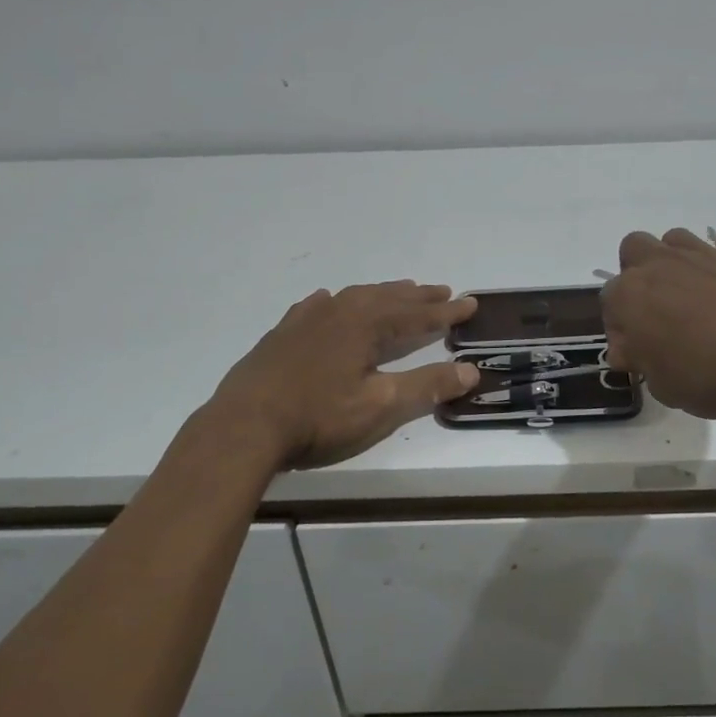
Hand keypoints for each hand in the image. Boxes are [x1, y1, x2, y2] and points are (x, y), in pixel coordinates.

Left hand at [208, 282, 479, 468]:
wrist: (245, 424)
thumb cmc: (318, 417)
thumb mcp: (380, 406)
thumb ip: (426, 386)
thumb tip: (471, 370)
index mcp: (365, 325)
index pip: (416, 315)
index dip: (446, 312)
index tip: (470, 303)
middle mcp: (338, 312)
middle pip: (387, 298)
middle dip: (417, 297)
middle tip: (442, 292)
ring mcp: (306, 320)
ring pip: (353, 297)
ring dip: (381, 294)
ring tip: (399, 292)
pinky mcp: (282, 334)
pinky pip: (316, 306)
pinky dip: (336, 302)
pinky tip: (330, 301)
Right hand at [602, 229, 715, 419]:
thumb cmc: (710, 371)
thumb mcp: (665, 387)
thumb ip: (642, 363)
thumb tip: (629, 349)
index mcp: (631, 295)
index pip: (609, 301)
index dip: (621, 328)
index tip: (638, 353)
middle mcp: (662, 264)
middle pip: (635, 249)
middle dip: (640, 273)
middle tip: (659, 310)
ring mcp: (707, 254)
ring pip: (678, 240)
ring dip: (680, 263)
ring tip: (697, 300)